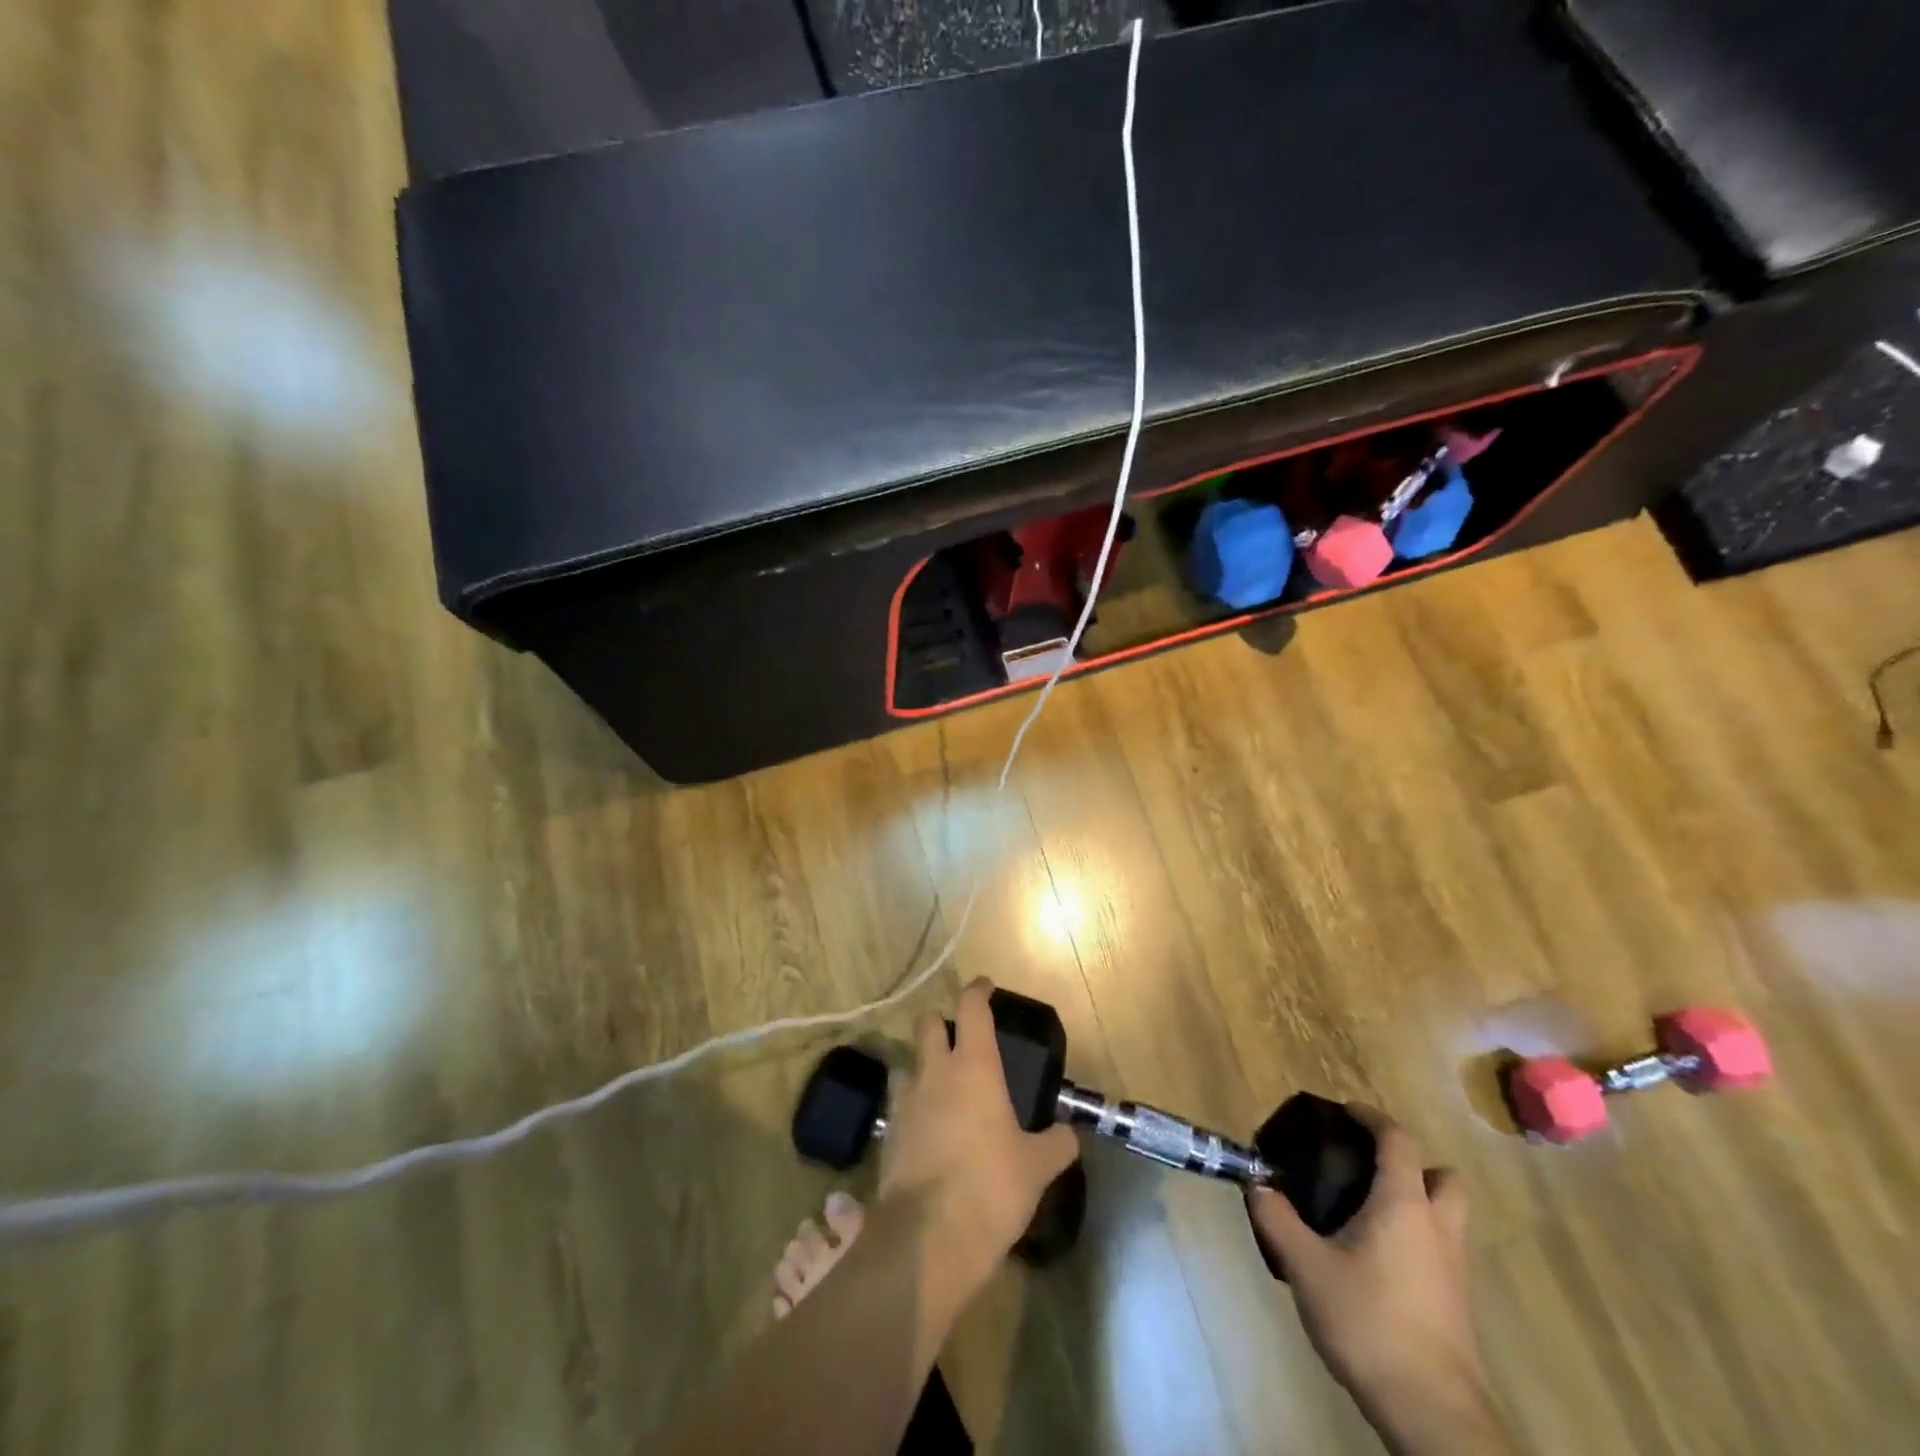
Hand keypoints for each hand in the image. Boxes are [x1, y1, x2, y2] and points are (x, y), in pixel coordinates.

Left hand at [877, 979, 1079, 1293]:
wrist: (927, 1240)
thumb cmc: (990, 1188)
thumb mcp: (1037, 1168)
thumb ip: (1056, 1144)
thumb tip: (1069, 1135)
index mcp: (973, 1067)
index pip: (971, 1008)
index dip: (978, 991)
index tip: (985, 987)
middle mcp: (935, 1073)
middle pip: (927, 1024)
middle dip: (941, 1021)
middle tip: (960, 1037)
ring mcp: (906, 1102)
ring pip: (909, 1063)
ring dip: (923, 1065)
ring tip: (943, 1087)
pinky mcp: (889, 1134)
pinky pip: (901, 1104)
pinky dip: (915, 1106)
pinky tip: (930, 1130)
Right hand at [1247, 1107, 1512, 1455]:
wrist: (1431, 1411)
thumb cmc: (1368, 1321)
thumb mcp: (1306, 1266)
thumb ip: (1277, 1219)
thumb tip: (1256, 1184)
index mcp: (1404, 1205)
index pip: (1398, 1141)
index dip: (1372, 1118)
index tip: (1345, 1112)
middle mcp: (1437, 1227)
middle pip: (1442, 1176)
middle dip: (1412, 1164)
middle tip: (1371, 1169)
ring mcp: (1453, 1269)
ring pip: (1447, 1216)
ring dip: (1417, 1202)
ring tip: (1370, 1212)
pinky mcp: (1456, 1304)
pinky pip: (1441, 1249)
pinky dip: (1417, 1238)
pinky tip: (1378, 1259)